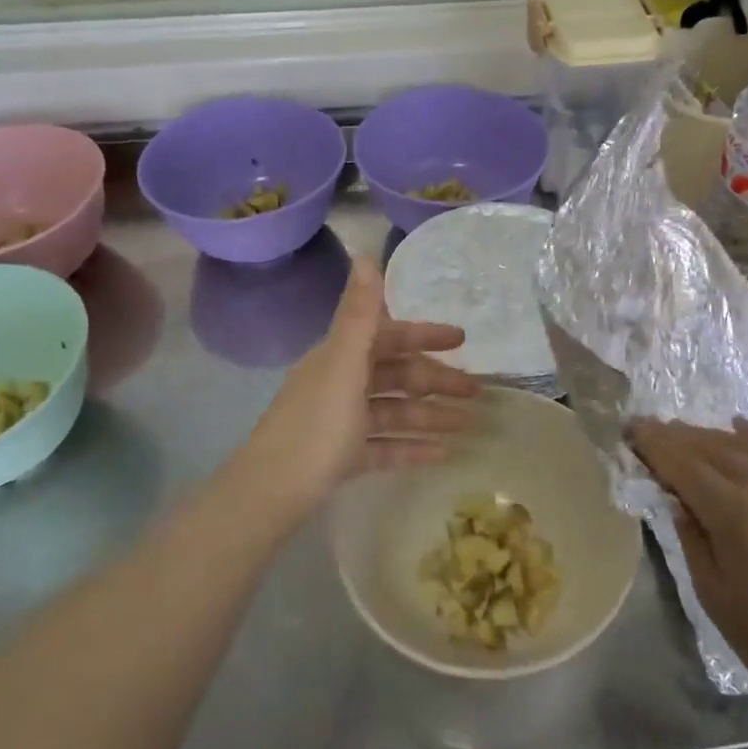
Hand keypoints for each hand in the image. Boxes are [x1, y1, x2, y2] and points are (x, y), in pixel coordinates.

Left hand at [227, 259, 478, 525]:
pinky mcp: (343, 457)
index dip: (424, 335)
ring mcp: (341, 422)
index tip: (462, 339)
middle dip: (436, 381)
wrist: (270, 494)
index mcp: (340, 358)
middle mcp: (340, 383)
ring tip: (469, 425)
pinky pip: (385, 445)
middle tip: (476, 392)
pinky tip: (443, 454)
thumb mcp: (343, 366)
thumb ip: (359, 314)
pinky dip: (412, 447)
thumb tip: (365, 255)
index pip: (389, 335)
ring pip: (395, 411)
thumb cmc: (315, 426)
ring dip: (431, 415)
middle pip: (396, 375)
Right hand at [626, 417, 747, 725]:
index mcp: (738, 516)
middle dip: (672, 435)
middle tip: (643, 429)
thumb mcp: (714, 595)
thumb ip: (690, 536)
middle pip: (709, 446)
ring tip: (678, 433)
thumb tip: (675, 495)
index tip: (627, 430)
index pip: (683, 464)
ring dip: (705, 435)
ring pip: (740, 444)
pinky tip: (733, 426)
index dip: (652, 444)